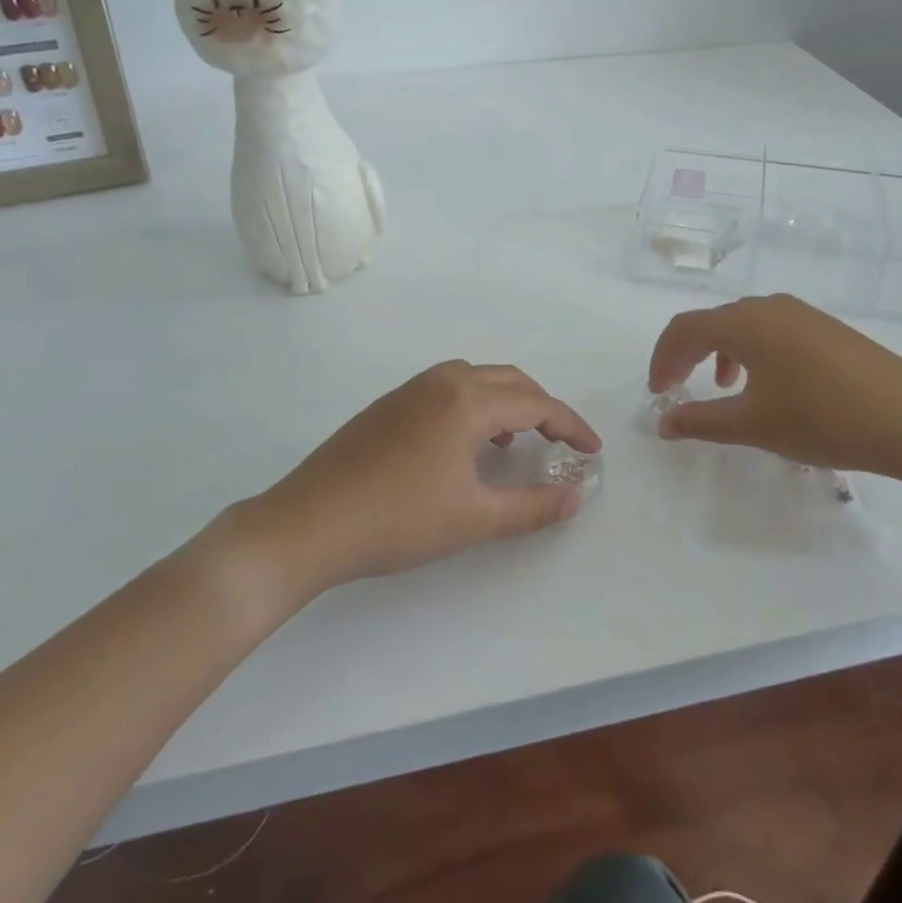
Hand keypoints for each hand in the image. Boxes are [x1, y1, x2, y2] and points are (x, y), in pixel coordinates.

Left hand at [230, 361, 601, 599]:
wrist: (308, 523)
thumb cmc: (398, 520)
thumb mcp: (474, 519)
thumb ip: (532, 507)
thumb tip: (575, 498)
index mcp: (467, 400)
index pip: (536, 403)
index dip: (570, 426)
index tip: (593, 451)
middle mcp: (442, 381)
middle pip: (508, 380)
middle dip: (542, 406)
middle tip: (561, 441)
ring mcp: (410, 389)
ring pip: (475, 379)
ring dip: (506, 401)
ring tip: (516, 439)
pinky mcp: (388, 404)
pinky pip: (448, 388)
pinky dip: (473, 404)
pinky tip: (465, 443)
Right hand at [648, 294, 901, 496]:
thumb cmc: (823, 420)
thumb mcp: (753, 426)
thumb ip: (700, 421)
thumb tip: (662, 422)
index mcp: (745, 323)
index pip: (684, 329)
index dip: (662, 358)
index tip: (656, 392)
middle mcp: (769, 306)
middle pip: (711, 322)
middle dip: (687, 355)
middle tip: (676, 388)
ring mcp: (801, 313)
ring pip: (743, 324)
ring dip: (719, 352)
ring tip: (722, 389)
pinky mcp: (825, 327)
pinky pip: (771, 329)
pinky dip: (751, 352)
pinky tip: (767, 384)